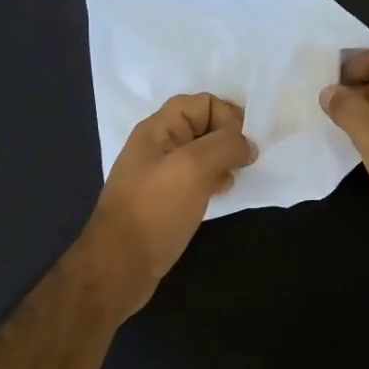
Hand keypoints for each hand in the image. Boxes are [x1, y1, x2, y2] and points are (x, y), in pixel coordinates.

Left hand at [80, 93, 256, 314]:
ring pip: (201, 154)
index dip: (227, 116)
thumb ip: (225, 146)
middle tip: (243, 163)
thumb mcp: (194, 168)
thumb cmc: (156, 210)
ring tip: (232, 179)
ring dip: (223, 161)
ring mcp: (160, 174)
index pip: (202, 102)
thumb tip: (248, 144)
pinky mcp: (165, 200)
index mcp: (158, 129)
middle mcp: (157, 146)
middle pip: (202, 126)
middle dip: (228, 139)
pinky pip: (195, 178)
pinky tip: (219, 195)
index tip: (243, 145)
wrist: (120, 265)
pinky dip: (213, 181)